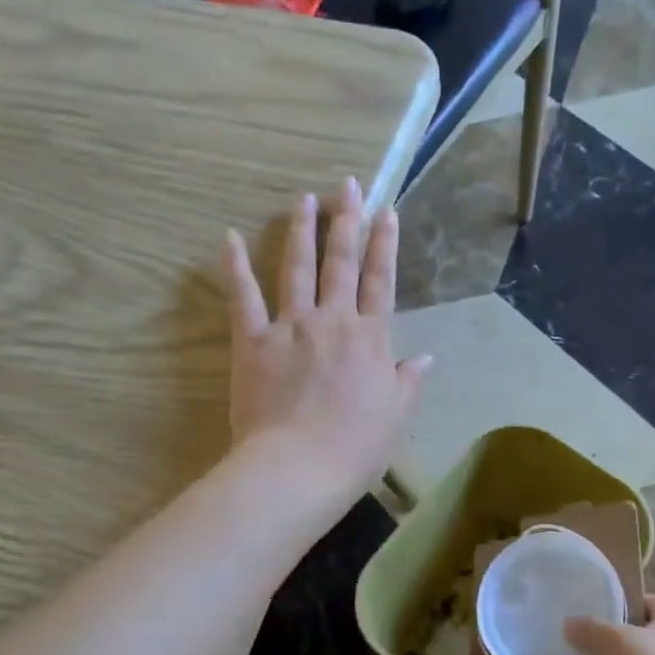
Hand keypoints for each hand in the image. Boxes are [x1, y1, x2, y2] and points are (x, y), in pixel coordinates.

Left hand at [222, 177, 431, 512]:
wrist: (299, 468)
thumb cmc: (355, 449)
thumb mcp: (395, 418)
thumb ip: (408, 382)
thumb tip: (426, 357)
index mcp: (371, 339)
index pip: (381, 281)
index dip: (384, 245)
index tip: (386, 211)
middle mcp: (333, 321)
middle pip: (342, 263)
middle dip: (346, 221)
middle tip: (347, 186)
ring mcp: (291, 327)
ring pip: (298, 269)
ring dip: (302, 231)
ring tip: (304, 199)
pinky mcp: (253, 341)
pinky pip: (243, 297)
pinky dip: (234, 266)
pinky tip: (228, 237)